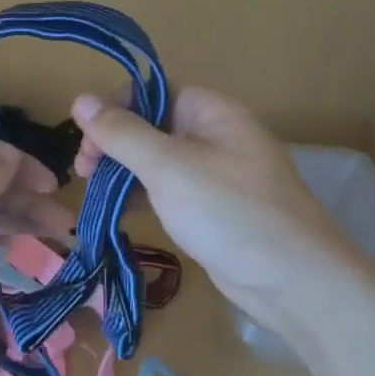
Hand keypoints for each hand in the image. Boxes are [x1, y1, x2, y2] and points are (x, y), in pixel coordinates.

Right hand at [71, 87, 374, 343]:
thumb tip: (79, 98)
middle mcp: (212, 134)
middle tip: (83, 173)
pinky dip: (141, 196)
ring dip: (122, 172)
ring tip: (95, 193)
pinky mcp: (211, 207)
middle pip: (149, 125)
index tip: (83, 143)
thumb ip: (122, 132)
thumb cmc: (229, 212)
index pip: (149, 93)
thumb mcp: (167, 167)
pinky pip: (166, 190)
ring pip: (154, 160)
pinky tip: (119, 211)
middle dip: (112, 144)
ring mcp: (213, 173)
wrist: (295, 283)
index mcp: (210, 110)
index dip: (112, 110)